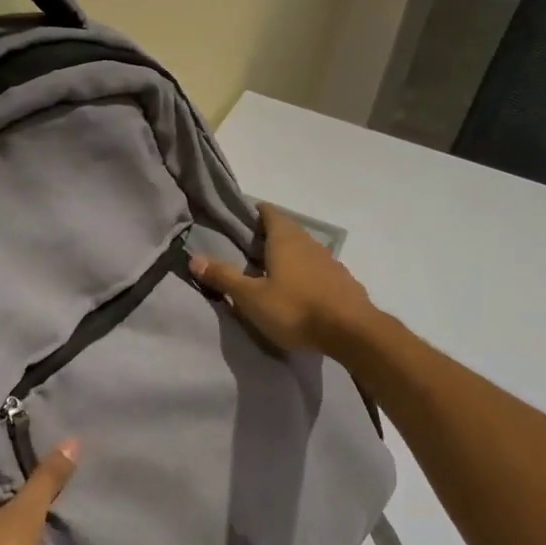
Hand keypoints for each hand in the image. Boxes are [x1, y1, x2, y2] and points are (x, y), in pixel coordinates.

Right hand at [190, 204, 378, 355]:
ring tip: (271, 273)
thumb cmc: (295, 308)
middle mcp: (309, 242)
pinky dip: (305, 275)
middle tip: (248, 251)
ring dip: (289, 257)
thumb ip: (224, 277)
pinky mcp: (343, 281)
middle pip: (287, 231)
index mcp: (285, 239)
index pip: (269, 213)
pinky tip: (299, 292)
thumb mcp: (251, 297)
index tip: (240, 223)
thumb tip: (194, 258)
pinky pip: (318, 270)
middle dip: (269, 237)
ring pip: (304, 251)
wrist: (351, 331)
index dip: (254, 214)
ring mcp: (330, 261)